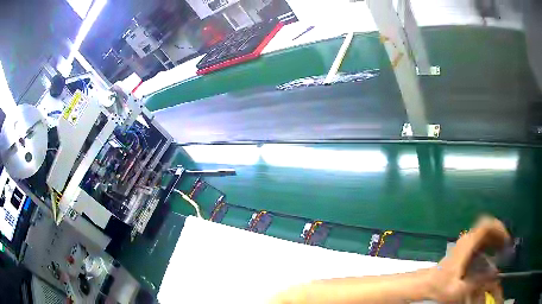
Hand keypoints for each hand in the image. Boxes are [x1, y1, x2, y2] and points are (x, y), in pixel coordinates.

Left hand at [426, 216, 510, 302]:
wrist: (425, 285)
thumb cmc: (440, 286)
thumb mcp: (458, 289)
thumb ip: (477, 282)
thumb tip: (494, 273)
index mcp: (467, 245)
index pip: (486, 225)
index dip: (499, 228)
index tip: (506, 239)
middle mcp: (466, 240)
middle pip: (487, 227)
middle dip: (499, 234)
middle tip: (506, 246)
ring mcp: (464, 244)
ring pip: (484, 234)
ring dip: (495, 239)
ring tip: (502, 250)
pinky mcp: (463, 249)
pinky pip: (480, 241)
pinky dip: (489, 244)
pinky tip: (492, 256)